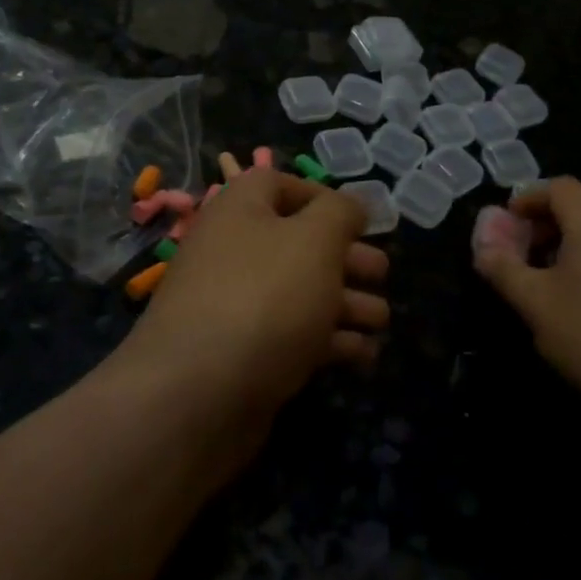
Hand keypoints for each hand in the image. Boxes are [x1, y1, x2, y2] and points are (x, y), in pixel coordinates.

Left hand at [124, 170, 390, 415]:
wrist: (199, 395)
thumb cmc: (264, 297)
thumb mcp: (315, 239)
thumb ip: (341, 212)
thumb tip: (351, 206)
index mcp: (240, 210)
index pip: (277, 184)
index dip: (320, 195)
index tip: (359, 220)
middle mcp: (234, 252)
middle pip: (299, 243)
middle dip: (347, 258)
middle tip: (381, 274)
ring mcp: (238, 306)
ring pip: (302, 293)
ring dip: (348, 303)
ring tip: (381, 321)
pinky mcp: (247, 354)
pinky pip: (294, 336)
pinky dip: (331, 342)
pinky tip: (364, 354)